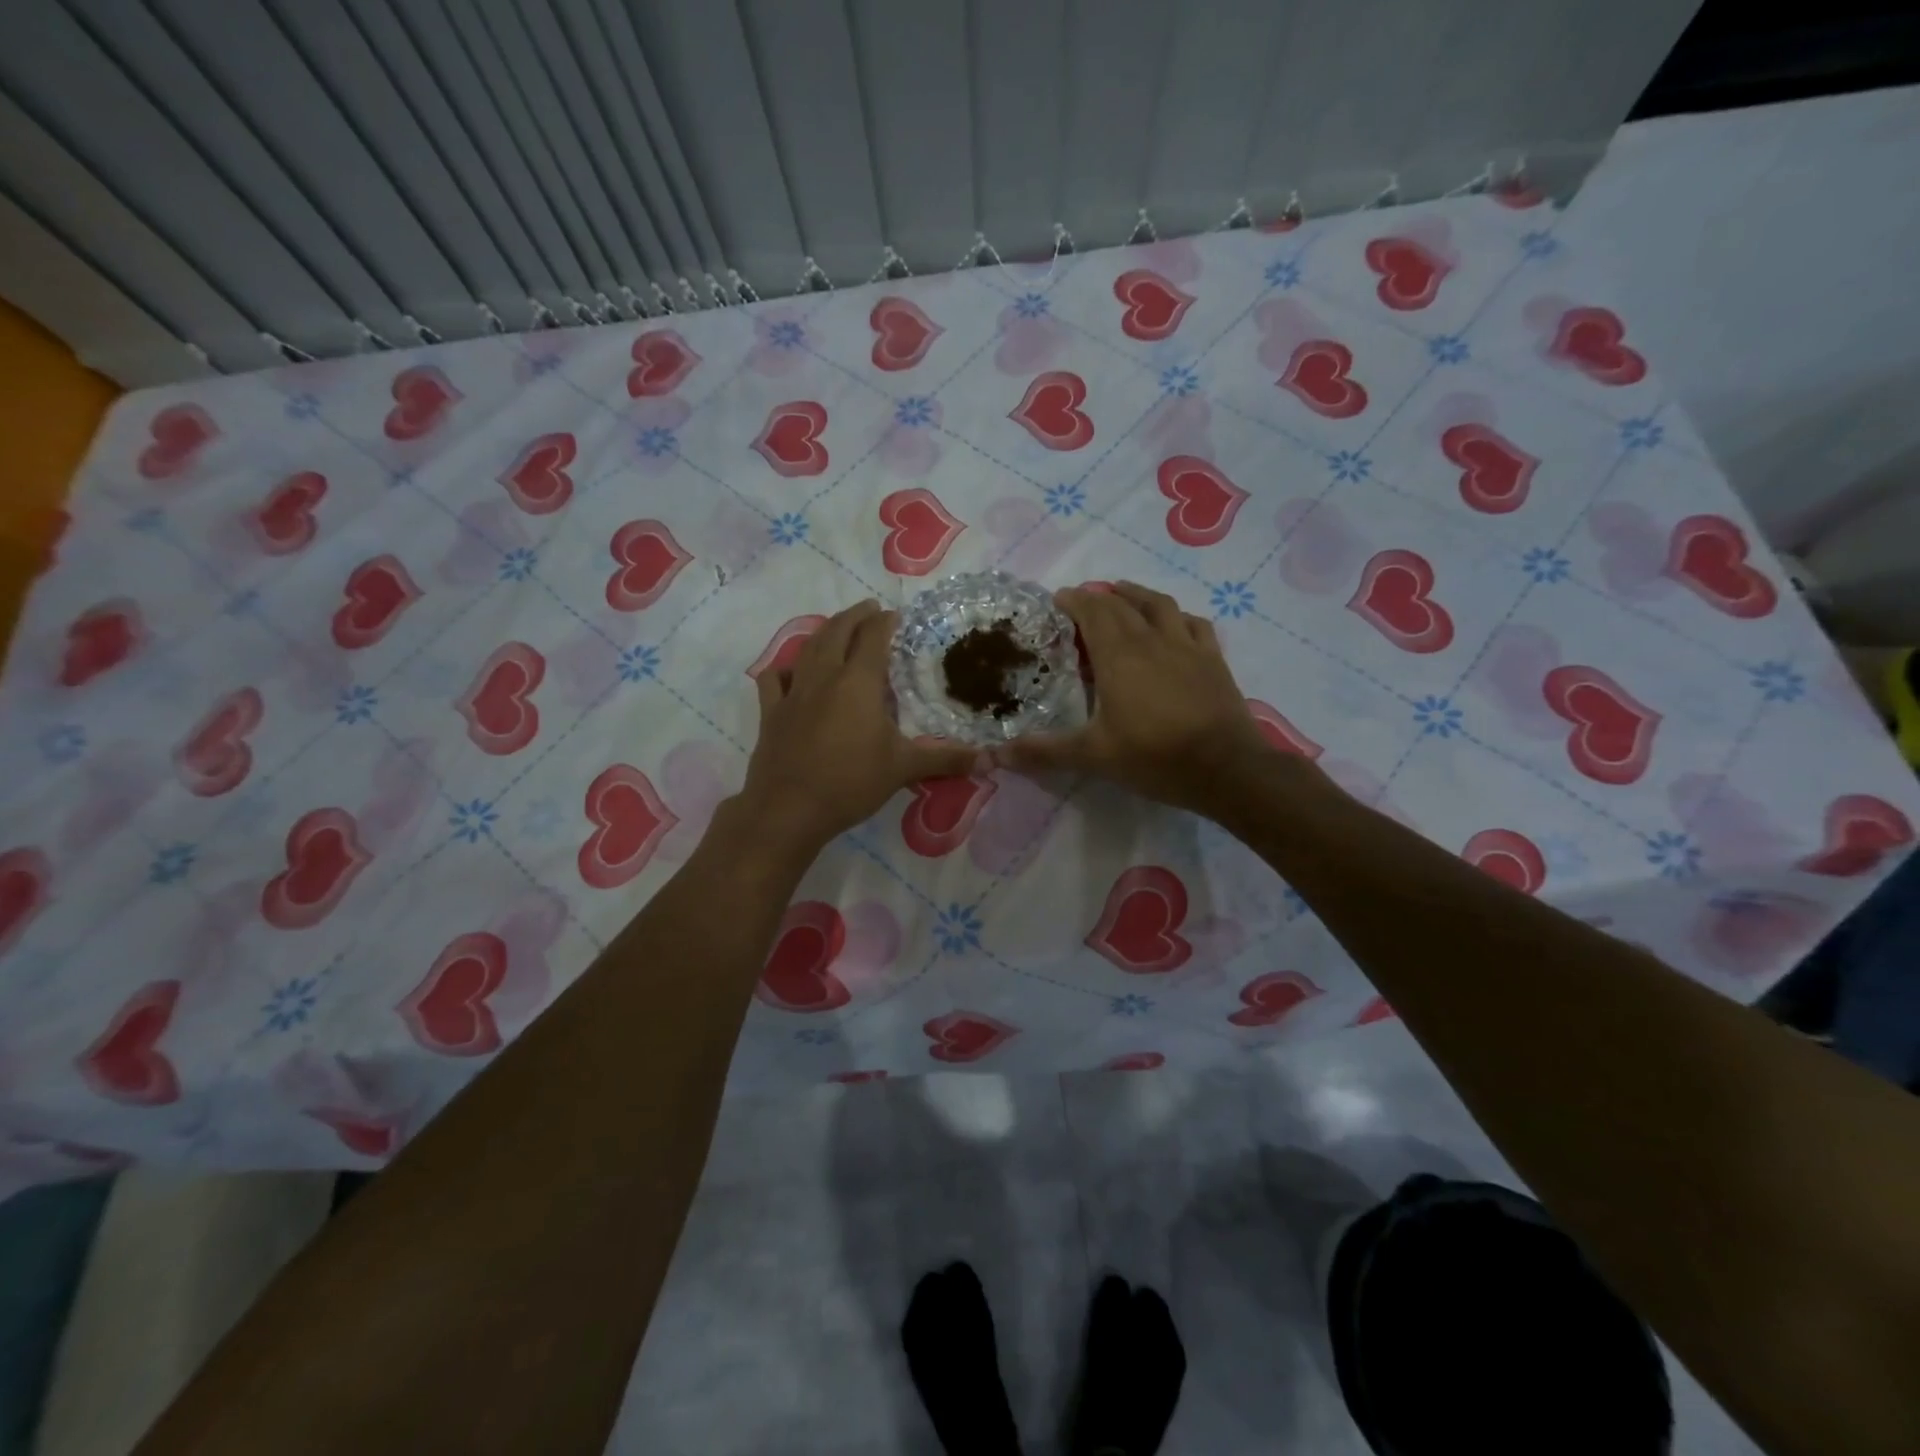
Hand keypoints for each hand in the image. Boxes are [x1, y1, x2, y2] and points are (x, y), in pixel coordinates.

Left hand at [738, 600, 980, 852]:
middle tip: (869, 608)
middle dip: (855, 615)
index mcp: (858, 682)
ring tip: (837, 628)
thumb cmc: (850, 782)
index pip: (873, 637)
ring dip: (824, 631)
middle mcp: (825, 677)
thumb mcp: (904, 769)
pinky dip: (786, 667)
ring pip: (807, 647)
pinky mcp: (772, 713)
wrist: (788, 808)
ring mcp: (794, 693)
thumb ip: (946, 759)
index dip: (885, 621)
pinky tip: (793, 672)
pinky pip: (775, 678)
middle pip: (838, 631)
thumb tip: (989, 760)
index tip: (895, 615)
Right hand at [993, 582, 1282, 818]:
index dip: (1073, 600)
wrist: (1226, 768)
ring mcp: (1186, 645)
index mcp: (1118, 656)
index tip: (1057, 600)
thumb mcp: (1093, 757)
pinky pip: (1193, 623)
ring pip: (1158, 605)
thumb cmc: (1155, 757)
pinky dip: (1176, 616)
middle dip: (1097, 597)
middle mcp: (1151, 639)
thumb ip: (1045, 751)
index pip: (1092, 611)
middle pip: (1121, 604)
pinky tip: (1173, 622)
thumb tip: (997, 754)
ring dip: (1136, 595)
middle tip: (1081, 603)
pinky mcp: (1213, 659)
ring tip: (1122, 593)